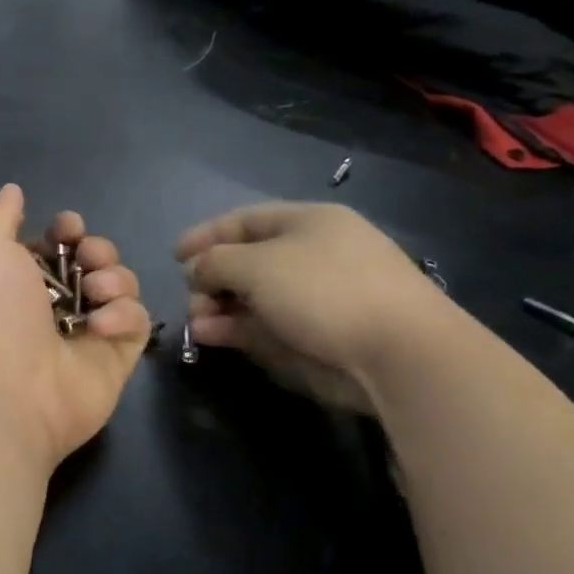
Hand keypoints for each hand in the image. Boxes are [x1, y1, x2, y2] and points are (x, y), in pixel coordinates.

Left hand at [0, 185, 150, 468]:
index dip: (69, 228)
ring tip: (95, 294)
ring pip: (121, 284)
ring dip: (113, 279)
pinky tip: (100, 328)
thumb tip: (13, 190)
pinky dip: (123, 316)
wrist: (10, 389)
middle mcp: (55, 303)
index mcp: (21, 277)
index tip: (68, 228)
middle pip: (96, 258)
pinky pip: (137, 320)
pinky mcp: (117, 357)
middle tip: (88, 263)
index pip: (59, 242)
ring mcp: (88, 330)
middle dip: (98, 250)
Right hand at [175, 202, 456, 413]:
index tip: (175, 256)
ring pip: (255, 298)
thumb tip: (198, 271)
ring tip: (197, 323)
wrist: (398, 353)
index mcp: (308, 222)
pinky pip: (268, 325)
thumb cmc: (323, 290)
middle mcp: (313, 255)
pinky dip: (238, 329)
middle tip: (191, 298)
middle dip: (212, 278)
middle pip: (248, 261)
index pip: (245, 220)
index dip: (207, 235)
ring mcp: (318, 297)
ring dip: (219, 307)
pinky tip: (211, 336)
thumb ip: (215, 262)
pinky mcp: (321, 335)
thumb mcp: (255, 264)